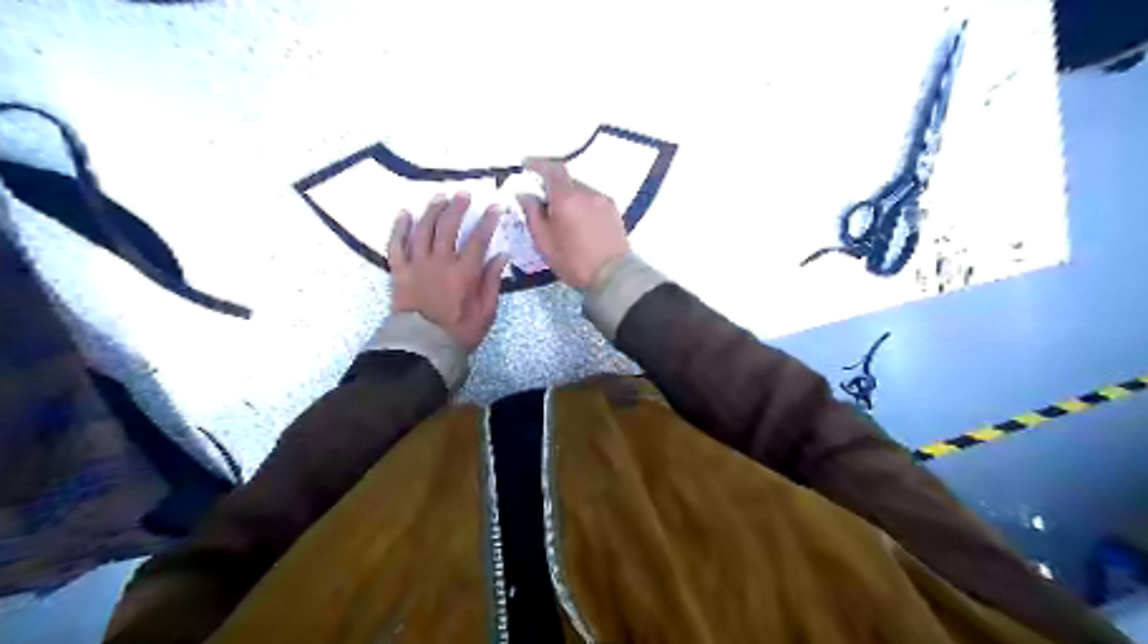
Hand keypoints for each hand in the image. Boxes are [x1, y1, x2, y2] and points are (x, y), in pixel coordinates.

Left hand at [387, 191, 507, 351]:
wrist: (423, 348)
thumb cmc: (459, 332)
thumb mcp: (486, 311)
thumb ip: (492, 281)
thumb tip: (501, 255)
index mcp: (464, 272)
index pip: (478, 239)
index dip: (488, 220)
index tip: (495, 206)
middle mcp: (440, 262)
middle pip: (448, 227)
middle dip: (458, 207)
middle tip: (464, 193)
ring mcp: (417, 264)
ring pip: (423, 229)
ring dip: (432, 210)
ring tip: (440, 196)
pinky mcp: (399, 271)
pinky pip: (396, 245)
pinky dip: (400, 228)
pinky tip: (405, 214)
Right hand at [520, 160, 625, 288]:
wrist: (614, 275)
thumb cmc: (574, 261)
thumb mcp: (544, 242)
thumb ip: (532, 214)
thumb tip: (524, 194)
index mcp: (566, 197)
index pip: (551, 169)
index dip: (537, 164)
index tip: (527, 165)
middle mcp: (587, 192)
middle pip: (566, 181)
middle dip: (553, 187)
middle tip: (544, 204)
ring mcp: (603, 200)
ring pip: (581, 191)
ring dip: (569, 198)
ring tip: (563, 219)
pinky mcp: (614, 211)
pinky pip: (593, 200)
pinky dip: (582, 205)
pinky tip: (580, 224)